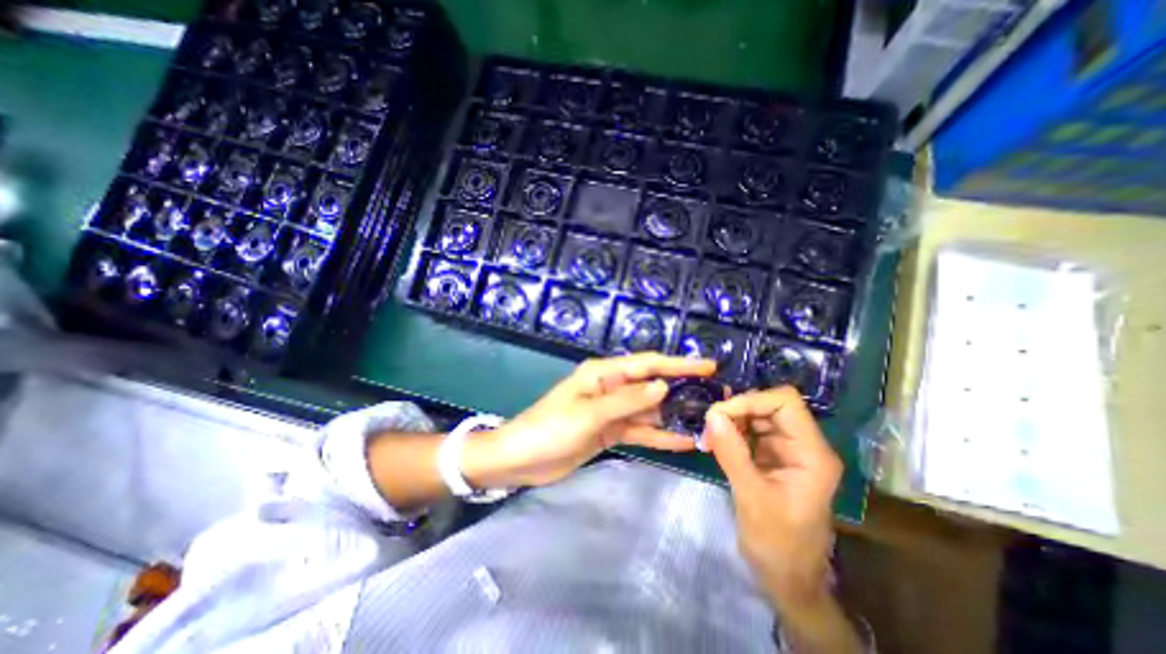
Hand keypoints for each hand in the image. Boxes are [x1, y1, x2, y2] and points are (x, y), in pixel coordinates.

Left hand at [461, 352, 716, 490]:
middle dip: (681, 390)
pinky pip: (639, 430)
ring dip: (674, 415)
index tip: (708, 366)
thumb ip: (626, 401)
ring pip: (649, 410)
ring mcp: (611, 411)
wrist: (520, 459)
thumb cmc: (550, 428)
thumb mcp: (588, 414)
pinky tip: (683, 441)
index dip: (678, 363)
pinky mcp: (609, 431)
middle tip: (715, 397)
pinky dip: (659, 435)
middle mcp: (610, 388)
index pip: (647, 364)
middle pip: (651, 386)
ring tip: (707, 421)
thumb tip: (663, 386)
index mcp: (602, 374)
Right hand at [700, 389, 837, 607]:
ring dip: (730, 420)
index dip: (752, 400)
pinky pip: (749, 431)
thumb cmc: (778, 544)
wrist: (787, 578)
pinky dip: (730, 431)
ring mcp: (786, 450)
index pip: (785, 403)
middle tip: (708, 424)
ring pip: (756, 415)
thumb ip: (732, 453)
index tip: (720, 414)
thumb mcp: (752, 498)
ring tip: (708, 435)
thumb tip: (712, 415)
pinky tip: (713, 441)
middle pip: (769, 405)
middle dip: (737, 409)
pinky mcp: (771, 456)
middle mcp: (802, 444)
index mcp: (811, 453)